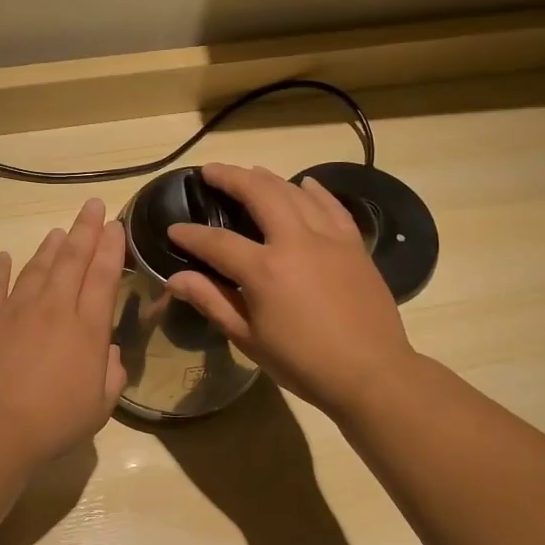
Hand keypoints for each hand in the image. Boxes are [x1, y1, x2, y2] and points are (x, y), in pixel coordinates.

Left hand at [0, 197, 128, 468]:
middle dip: (85, 230)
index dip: (111, 248)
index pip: (103, 277)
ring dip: (49, 246)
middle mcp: (54, 309)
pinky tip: (2, 256)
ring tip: (58, 230)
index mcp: (87, 329)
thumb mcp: (99, 408)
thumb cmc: (53, 423)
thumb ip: (112, 375)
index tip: (115, 226)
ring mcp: (15, 310)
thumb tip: (111, 352)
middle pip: (72, 260)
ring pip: (36, 267)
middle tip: (93, 206)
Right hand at [165, 164, 418, 419]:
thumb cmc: (303, 363)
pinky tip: (304, 184)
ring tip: (250, 173)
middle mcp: (296, 242)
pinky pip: (332, 206)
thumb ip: (212, 302)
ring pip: (295, 193)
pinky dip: (315, 191)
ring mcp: (329, 238)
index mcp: (264, 270)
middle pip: (259, 193)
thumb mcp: (249, 339)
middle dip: (231, 178)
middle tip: (210, 172)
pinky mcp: (354, 245)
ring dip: (268, 179)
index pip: (217, 242)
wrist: (371, 372)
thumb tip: (176, 278)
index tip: (174, 229)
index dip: (191, 235)